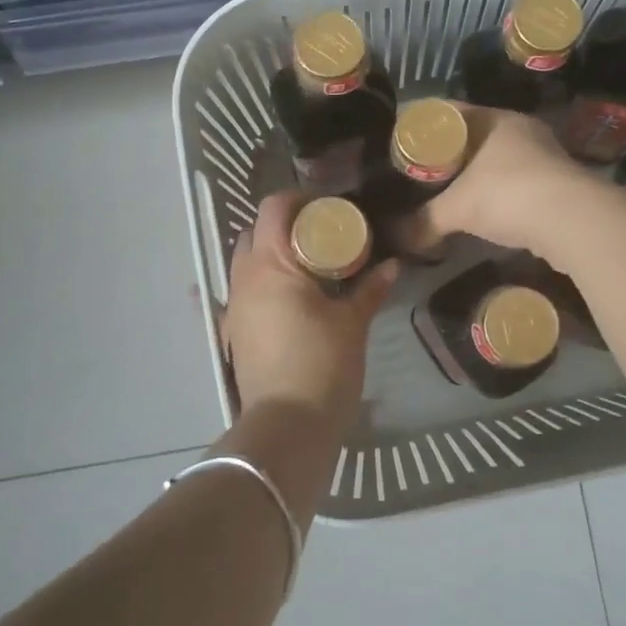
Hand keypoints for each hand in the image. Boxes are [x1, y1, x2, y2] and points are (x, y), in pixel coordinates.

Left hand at [222, 192, 398, 419]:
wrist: (288, 426)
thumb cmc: (323, 365)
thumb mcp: (352, 323)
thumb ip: (370, 289)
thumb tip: (392, 265)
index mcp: (271, 264)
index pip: (274, 208)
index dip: (299, 199)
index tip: (328, 207)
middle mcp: (244, 278)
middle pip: (255, 232)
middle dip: (285, 226)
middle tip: (321, 236)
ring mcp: (233, 306)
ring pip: (246, 262)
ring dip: (273, 255)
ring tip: (310, 267)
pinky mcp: (233, 332)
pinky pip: (245, 293)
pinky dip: (265, 285)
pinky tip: (292, 300)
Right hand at [403, 106, 611, 260]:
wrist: (573, 220)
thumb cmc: (507, 195)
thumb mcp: (456, 209)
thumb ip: (423, 222)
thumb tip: (393, 239)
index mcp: (493, 119)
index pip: (449, 113)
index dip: (423, 127)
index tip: (402, 146)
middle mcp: (519, 129)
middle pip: (473, 136)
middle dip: (448, 155)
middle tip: (420, 174)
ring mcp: (543, 154)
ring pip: (497, 159)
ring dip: (475, 175)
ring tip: (447, 194)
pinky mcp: (557, 181)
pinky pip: (516, 180)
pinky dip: (497, 193)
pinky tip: (484, 211)